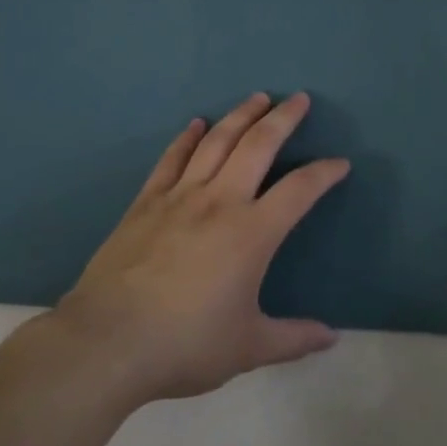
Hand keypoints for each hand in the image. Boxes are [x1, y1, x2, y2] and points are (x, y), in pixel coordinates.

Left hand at [44, 92, 348, 404]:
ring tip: (257, 98)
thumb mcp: (248, 347)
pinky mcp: (145, 203)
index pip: (300, 189)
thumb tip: (332, 338)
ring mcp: (179, 197)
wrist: (106, 343)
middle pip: (258, 145)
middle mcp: (220, 202)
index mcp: (252, 232)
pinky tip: (196, 124)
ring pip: (216, 142)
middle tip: (298, 98)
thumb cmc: (185, 344)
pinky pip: (172, 159)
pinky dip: (187, 138)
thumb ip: (293, 338)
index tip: (340, 163)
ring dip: (240, 115)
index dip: (325, 173)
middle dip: (283, 118)